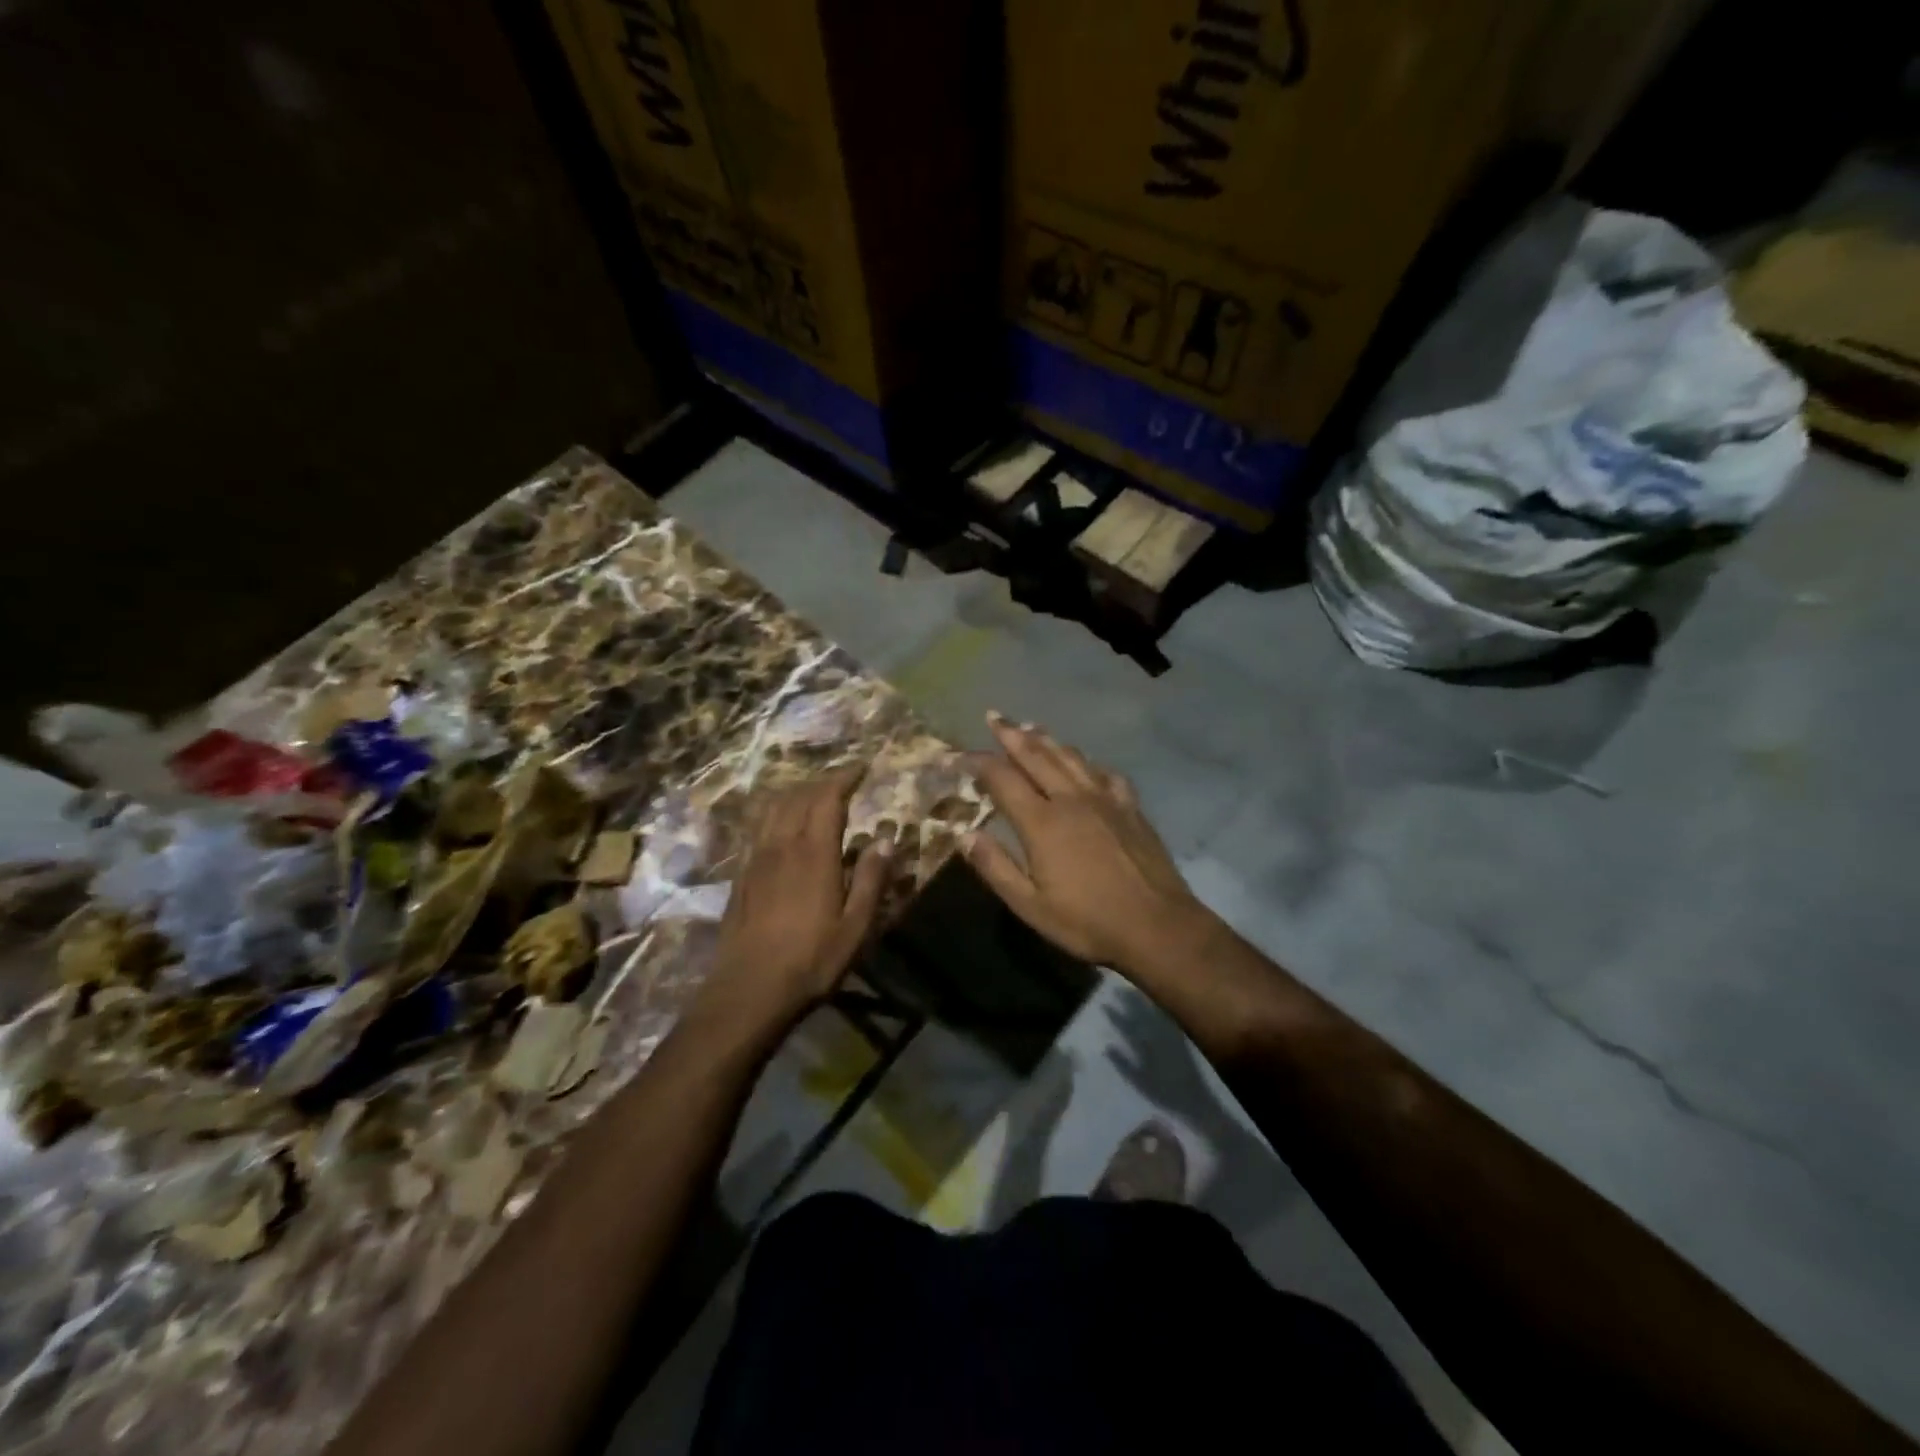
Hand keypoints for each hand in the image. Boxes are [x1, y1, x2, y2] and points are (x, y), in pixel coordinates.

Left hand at [702, 766, 890, 1027]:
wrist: (748, 990)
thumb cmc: (811, 961)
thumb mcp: (855, 927)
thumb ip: (871, 879)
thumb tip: (886, 838)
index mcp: (814, 853)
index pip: (827, 799)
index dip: (844, 778)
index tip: (861, 768)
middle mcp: (782, 846)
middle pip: (798, 797)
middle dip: (822, 782)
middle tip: (842, 781)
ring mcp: (756, 859)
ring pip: (773, 809)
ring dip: (795, 793)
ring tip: (813, 795)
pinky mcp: (741, 876)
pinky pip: (758, 828)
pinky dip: (774, 814)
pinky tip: (781, 827)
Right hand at [963, 714, 1212, 976]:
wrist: (1157, 926)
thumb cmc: (1087, 921)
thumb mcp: (1029, 905)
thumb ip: (995, 866)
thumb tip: (963, 834)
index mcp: (1042, 822)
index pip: (1002, 778)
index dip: (977, 762)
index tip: (958, 755)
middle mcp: (1071, 799)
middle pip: (1036, 756)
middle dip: (1011, 734)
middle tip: (994, 716)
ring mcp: (1105, 799)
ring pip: (1070, 758)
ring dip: (1047, 740)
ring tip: (1031, 727)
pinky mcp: (1130, 807)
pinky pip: (1105, 774)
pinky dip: (1088, 763)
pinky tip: (1085, 764)